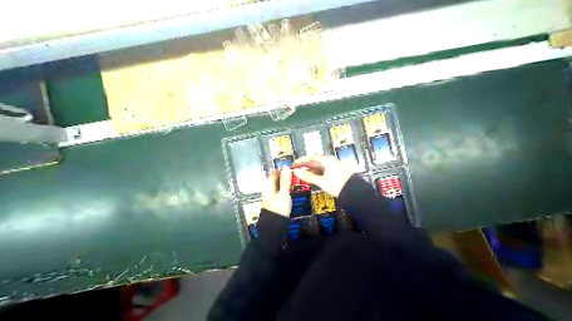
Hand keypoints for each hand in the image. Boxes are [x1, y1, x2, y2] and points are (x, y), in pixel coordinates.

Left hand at [262, 166, 291, 216]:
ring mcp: (270, 196)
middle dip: (283, 176)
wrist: (275, 225)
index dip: (281, 169)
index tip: (290, 169)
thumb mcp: (284, 193)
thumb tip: (286, 167)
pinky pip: (278, 191)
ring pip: (277, 185)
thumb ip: (285, 180)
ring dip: (284, 182)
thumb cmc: (279, 208)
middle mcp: (267, 189)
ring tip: (293, 182)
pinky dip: (284, 189)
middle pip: (275, 179)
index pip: (273, 173)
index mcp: (268, 186)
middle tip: (293, 175)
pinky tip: (289, 191)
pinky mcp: (273, 201)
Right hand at [295, 156, 353, 197]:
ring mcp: (332, 167)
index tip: (294, 164)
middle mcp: (330, 161)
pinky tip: (311, 178)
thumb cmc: (338, 185)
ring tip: (301, 174)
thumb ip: (308, 176)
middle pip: (314, 161)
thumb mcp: (321, 181)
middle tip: (296, 170)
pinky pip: (322, 171)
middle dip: (304, 165)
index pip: (311, 156)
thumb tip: (297, 172)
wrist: (354, 192)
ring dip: (309, 170)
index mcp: (327, 160)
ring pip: (318, 166)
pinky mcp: (334, 173)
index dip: (301, 160)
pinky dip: (315, 173)